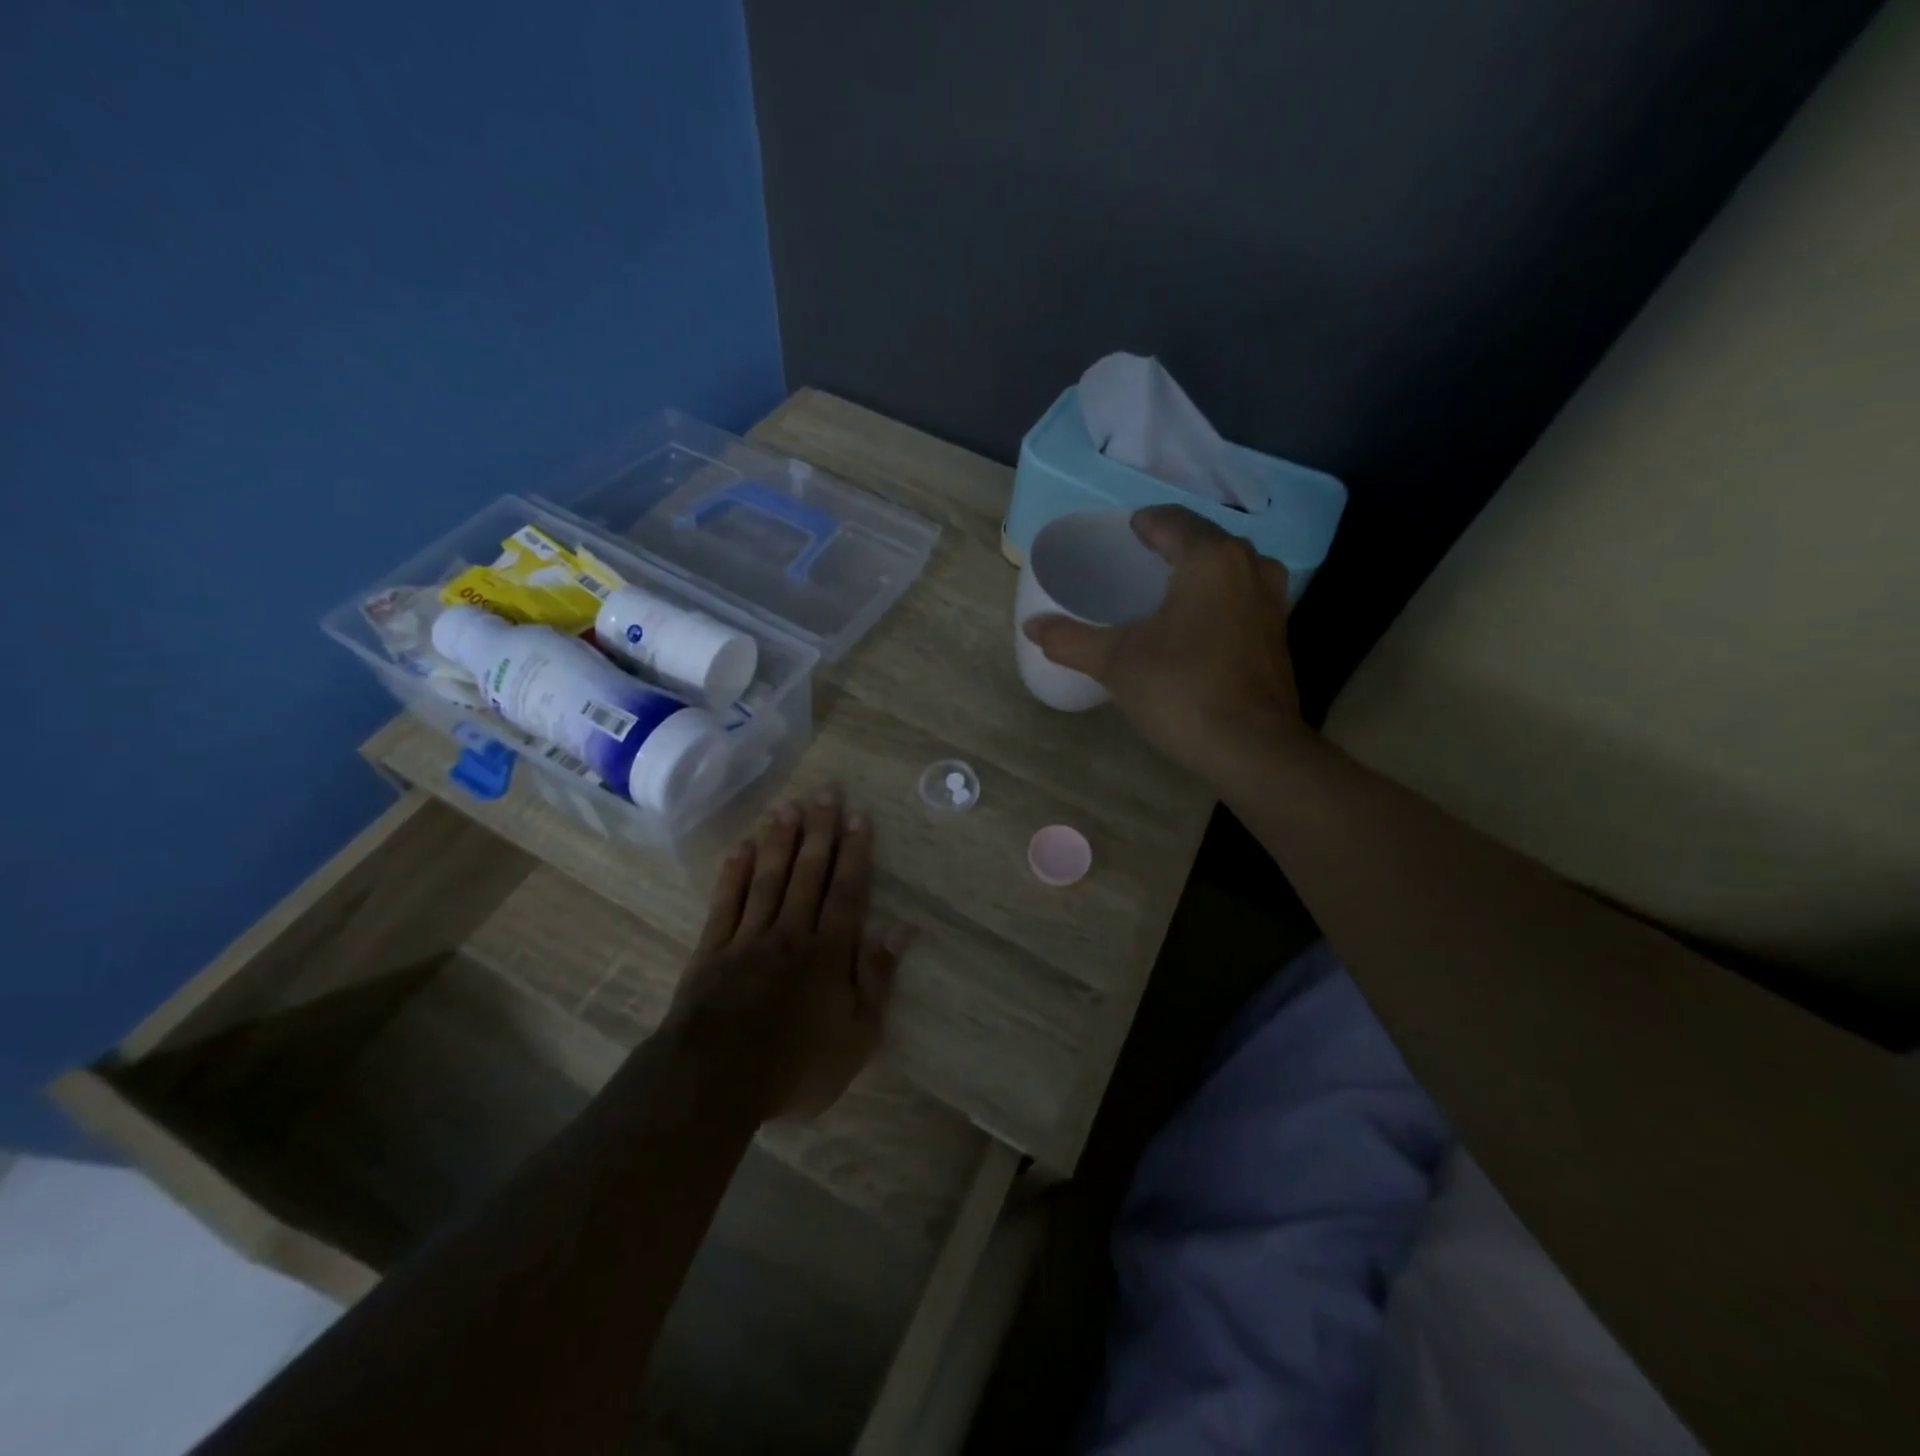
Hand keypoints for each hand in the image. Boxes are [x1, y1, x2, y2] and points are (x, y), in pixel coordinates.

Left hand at [662, 791, 904, 1119]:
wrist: (713, 1083)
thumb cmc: (796, 1067)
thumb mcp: (857, 1037)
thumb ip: (878, 979)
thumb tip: (902, 930)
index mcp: (828, 953)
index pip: (846, 892)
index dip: (854, 853)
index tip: (859, 817)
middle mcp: (790, 933)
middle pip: (807, 874)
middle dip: (819, 832)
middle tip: (826, 793)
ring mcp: (748, 938)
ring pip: (768, 878)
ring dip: (780, 840)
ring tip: (788, 806)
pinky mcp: (712, 950)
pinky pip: (726, 902)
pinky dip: (734, 873)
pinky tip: (741, 847)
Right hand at [1022, 505, 1305, 777]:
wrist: (1252, 749)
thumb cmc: (1182, 691)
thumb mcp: (1116, 663)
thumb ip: (1071, 640)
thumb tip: (1030, 626)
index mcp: (1209, 558)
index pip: (1171, 520)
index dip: (1143, 524)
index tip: (1121, 536)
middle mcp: (1249, 565)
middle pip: (1204, 539)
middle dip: (1171, 545)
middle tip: (1135, 565)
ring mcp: (1272, 599)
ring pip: (1229, 567)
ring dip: (1199, 571)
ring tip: (1165, 592)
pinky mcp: (1279, 631)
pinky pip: (1243, 595)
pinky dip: (1218, 597)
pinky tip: (1195, 625)